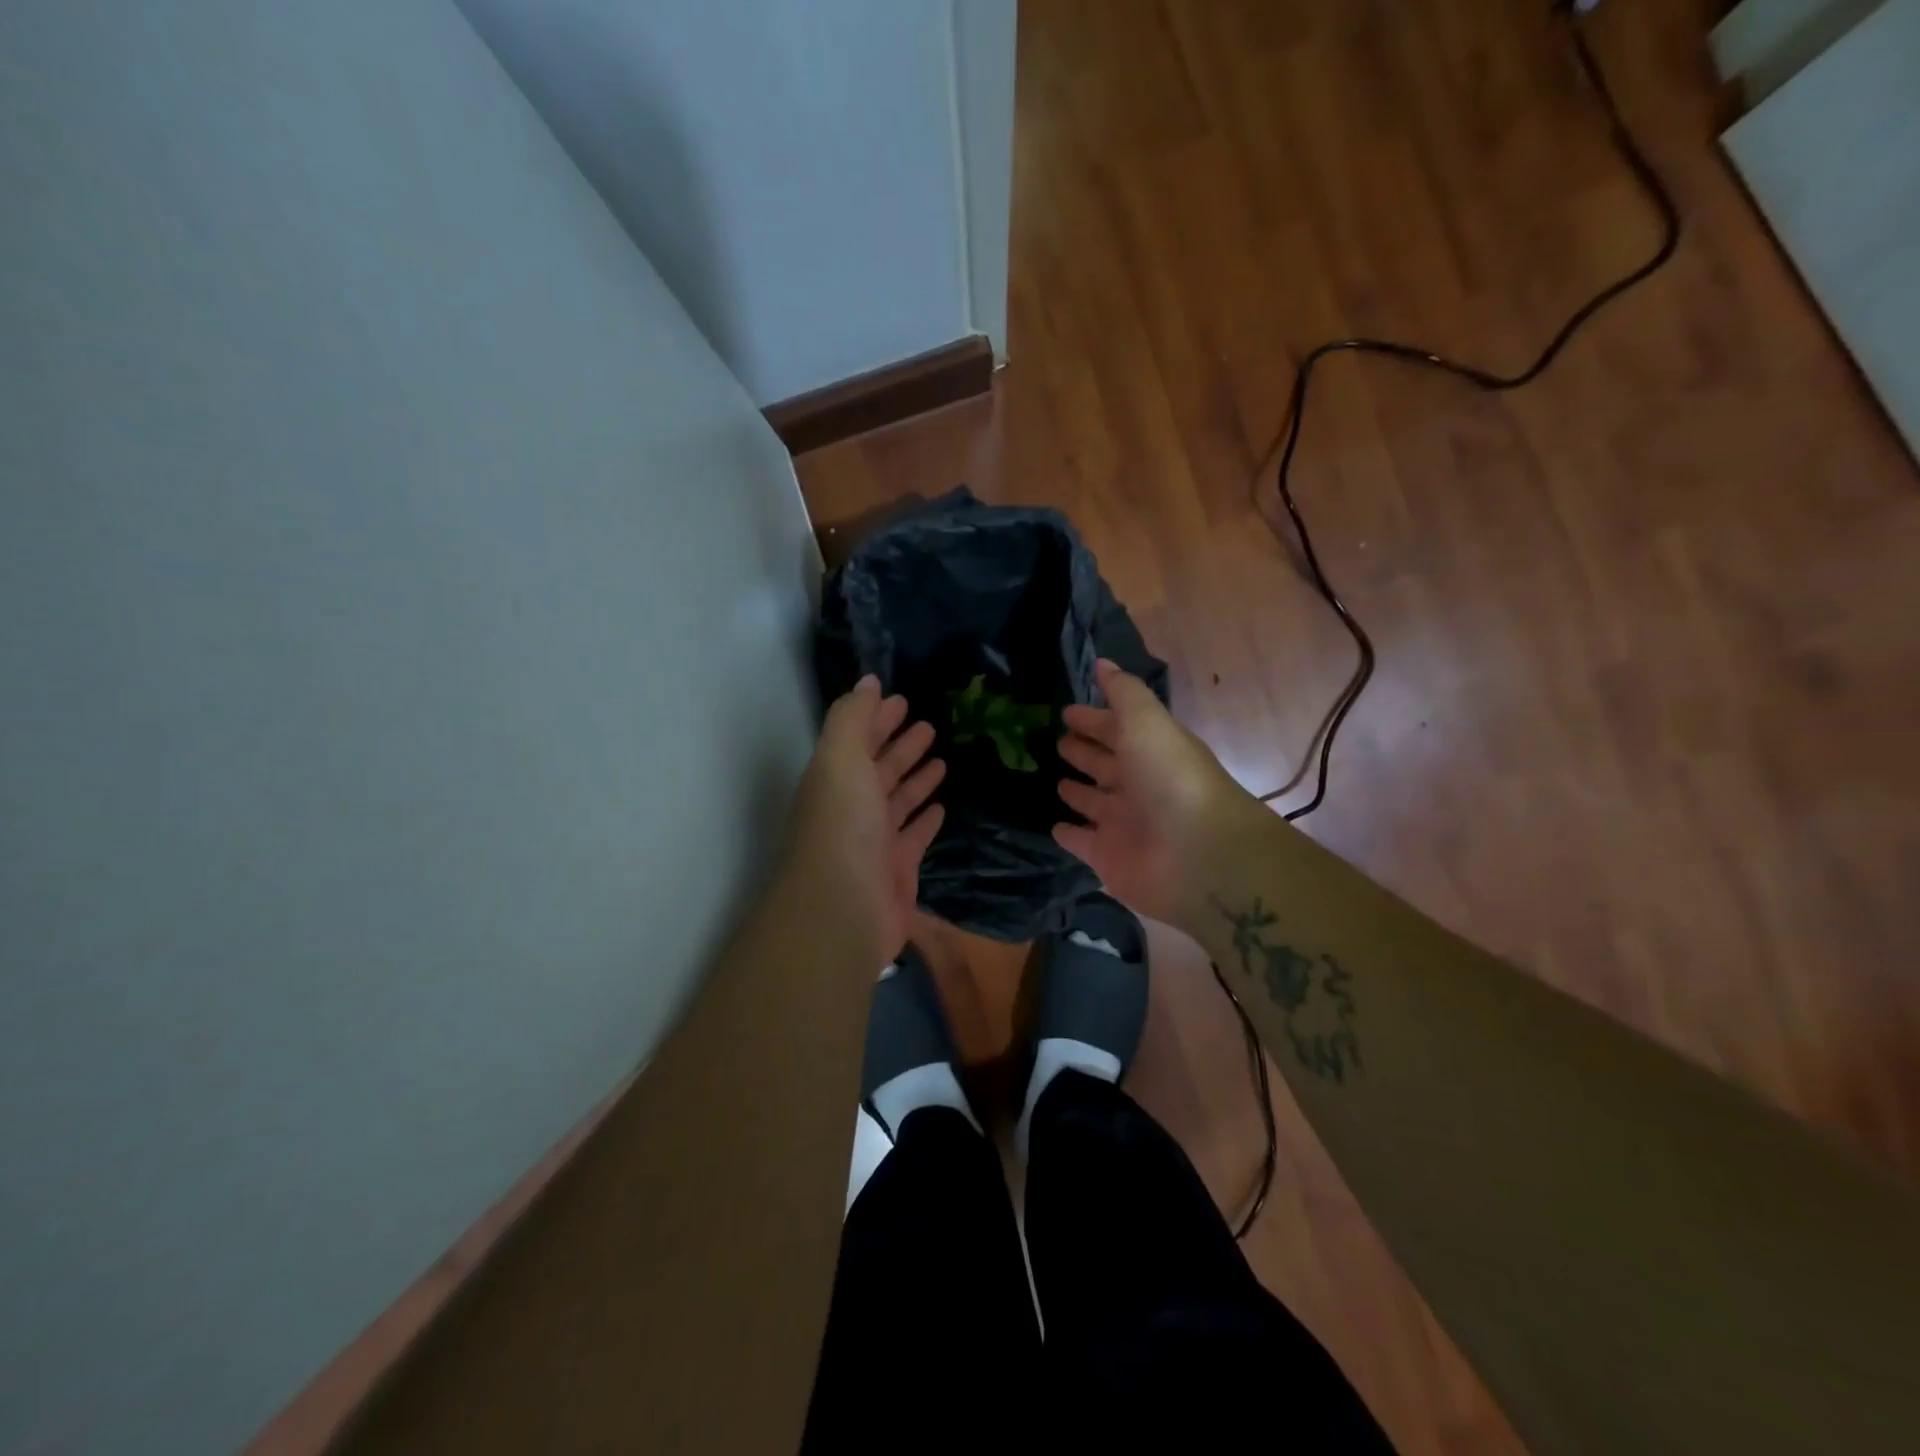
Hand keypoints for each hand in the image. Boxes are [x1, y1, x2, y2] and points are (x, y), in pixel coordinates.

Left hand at [787, 676, 945, 964]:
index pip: (859, 740)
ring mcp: (875, 839)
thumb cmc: (842, 824)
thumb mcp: (840, 758)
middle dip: (900, 745)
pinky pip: (915, 835)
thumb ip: (852, 717)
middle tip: (928, 724)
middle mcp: (853, 806)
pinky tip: (941, 805)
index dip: (877, 718)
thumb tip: (868, 681)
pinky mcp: (898, 867)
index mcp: (835, 778)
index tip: (902, 700)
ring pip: (899, 799)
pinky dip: (926, 818)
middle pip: (880, 768)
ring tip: (941, 758)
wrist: (843, 907)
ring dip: (916, 777)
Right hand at [1053, 659, 1257, 923]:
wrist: (1197, 855)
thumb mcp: (1147, 722)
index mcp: (1149, 750)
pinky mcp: (1108, 857)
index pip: (1117, 729)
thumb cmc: (1170, 778)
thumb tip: (1102, 663)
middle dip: (1084, 751)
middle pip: (1105, 764)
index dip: (1094, 719)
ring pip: (1094, 802)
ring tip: (1054, 781)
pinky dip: (1070, 834)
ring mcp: (1123, 823)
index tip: (1066, 711)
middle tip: (1057, 741)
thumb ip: (1124, 693)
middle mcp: (1138, 785)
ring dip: (1077, 791)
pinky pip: (1082, 841)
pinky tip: (1055, 826)